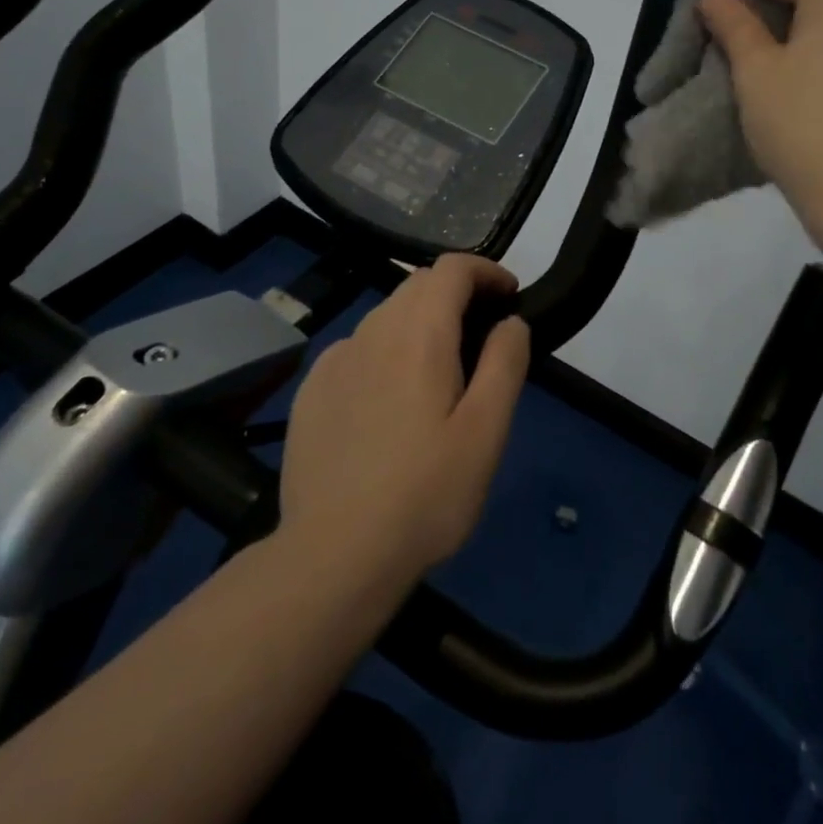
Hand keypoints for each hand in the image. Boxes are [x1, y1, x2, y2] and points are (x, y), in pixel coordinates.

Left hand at [278, 255, 529, 582]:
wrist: (334, 555)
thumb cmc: (426, 494)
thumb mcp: (487, 431)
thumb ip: (504, 363)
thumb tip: (510, 321)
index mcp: (419, 335)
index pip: (452, 269)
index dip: (486, 271)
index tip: (509, 297)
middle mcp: (372, 332)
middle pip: (418, 285)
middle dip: (456, 293)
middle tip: (483, 335)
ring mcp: (335, 361)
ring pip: (386, 316)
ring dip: (420, 322)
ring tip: (441, 371)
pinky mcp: (312, 391)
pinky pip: (357, 349)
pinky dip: (385, 350)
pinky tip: (390, 399)